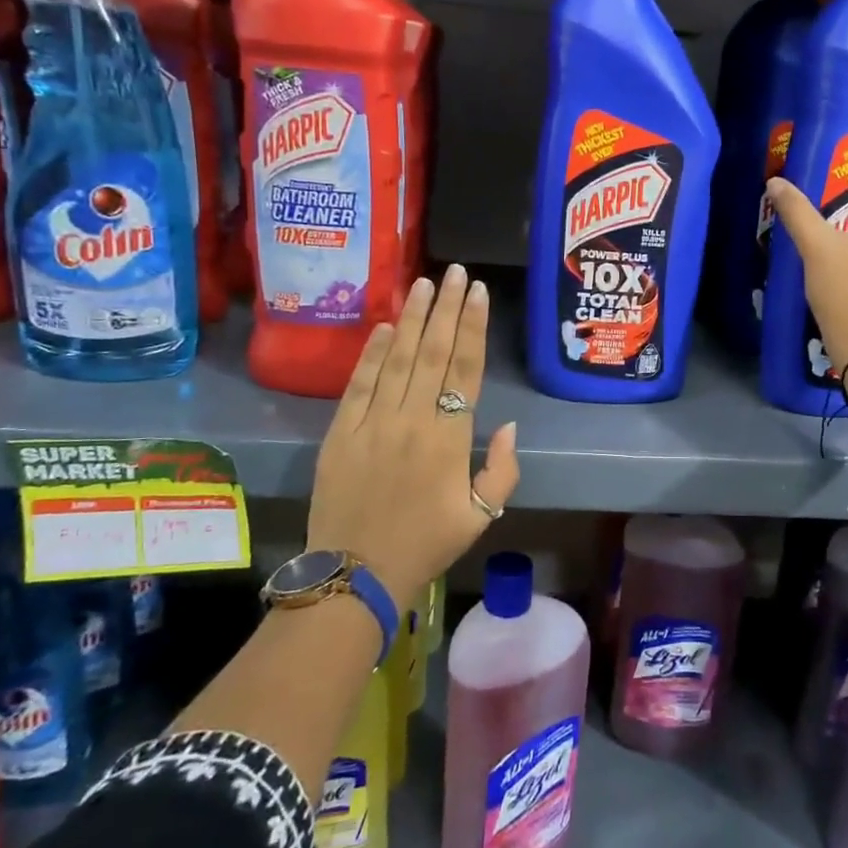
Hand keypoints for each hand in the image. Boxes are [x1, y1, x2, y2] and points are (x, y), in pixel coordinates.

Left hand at [306, 265, 520, 611]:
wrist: (355, 574)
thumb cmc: (425, 544)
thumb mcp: (481, 516)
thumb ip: (502, 469)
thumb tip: (507, 425)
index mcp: (449, 439)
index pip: (465, 368)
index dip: (473, 327)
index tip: (478, 293)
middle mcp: (412, 419)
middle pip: (434, 352)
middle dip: (447, 308)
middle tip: (456, 272)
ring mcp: (372, 422)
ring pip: (398, 358)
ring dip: (413, 319)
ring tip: (424, 283)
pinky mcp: (340, 432)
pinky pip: (360, 383)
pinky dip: (373, 352)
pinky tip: (385, 326)